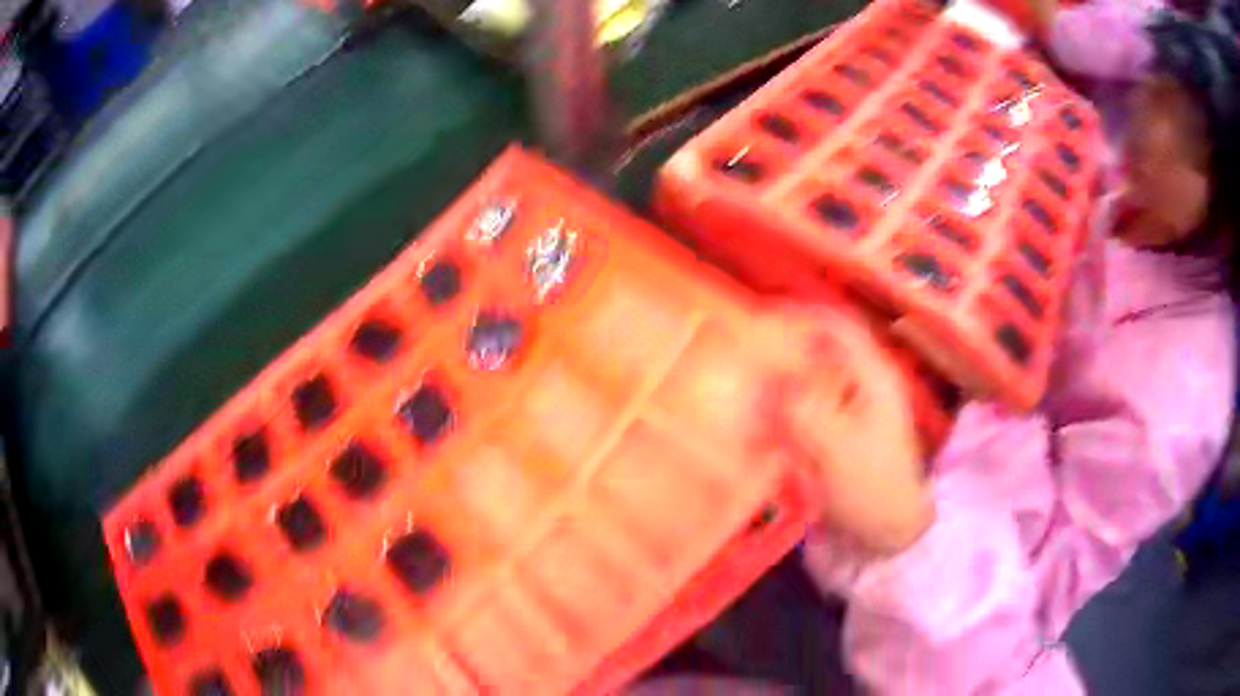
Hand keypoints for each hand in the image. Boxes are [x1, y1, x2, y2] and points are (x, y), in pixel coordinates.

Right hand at [764, 306, 934, 554]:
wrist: (889, 538)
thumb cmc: (873, 488)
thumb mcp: (837, 448)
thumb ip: (799, 409)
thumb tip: (761, 380)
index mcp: (873, 377)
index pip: (838, 327)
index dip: (803, 314)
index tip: (760, 315)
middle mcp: (861, 388)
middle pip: (820, 352)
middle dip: (783, 349)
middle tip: (742, 351)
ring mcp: (848, 415)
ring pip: (808, 383)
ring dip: (778, 383)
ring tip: (741, 385)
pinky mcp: (834, 440)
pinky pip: (803, 414)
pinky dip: (781, 414)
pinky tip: (756, 423)